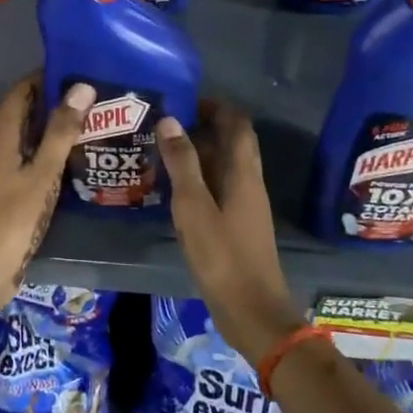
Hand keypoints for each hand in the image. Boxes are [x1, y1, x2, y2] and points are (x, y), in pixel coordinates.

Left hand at [0, 76, 92, 322]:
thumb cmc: (11, 217)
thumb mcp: (42, 172)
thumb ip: (62, 130)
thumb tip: (82, 86)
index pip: (23, 89)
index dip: (49, 76)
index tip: (83, 69)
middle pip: (26, 110)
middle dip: (58, 102)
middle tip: (98, 97)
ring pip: (28, 135)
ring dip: (55, 128)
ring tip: (95, 123)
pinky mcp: (3, 187)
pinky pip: (28, 157)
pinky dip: (49, 152)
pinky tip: (75, 159)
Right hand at [157, 103, 306, 362]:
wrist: (253, 313)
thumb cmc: (223, 257)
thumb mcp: (194, 208)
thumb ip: (182, 164)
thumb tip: (170, 120)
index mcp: (243, 172)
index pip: (237, 123)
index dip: (214, 106)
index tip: (182, 100)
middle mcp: (248, 182)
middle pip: (231, 141)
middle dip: (202, 126)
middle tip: (163, 124)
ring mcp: (244, 204)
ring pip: (223, 165)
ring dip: (197, 153)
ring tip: (160, 150)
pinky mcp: (236, 224)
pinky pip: (218, 186)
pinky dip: (198, 178)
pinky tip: (171, 188)